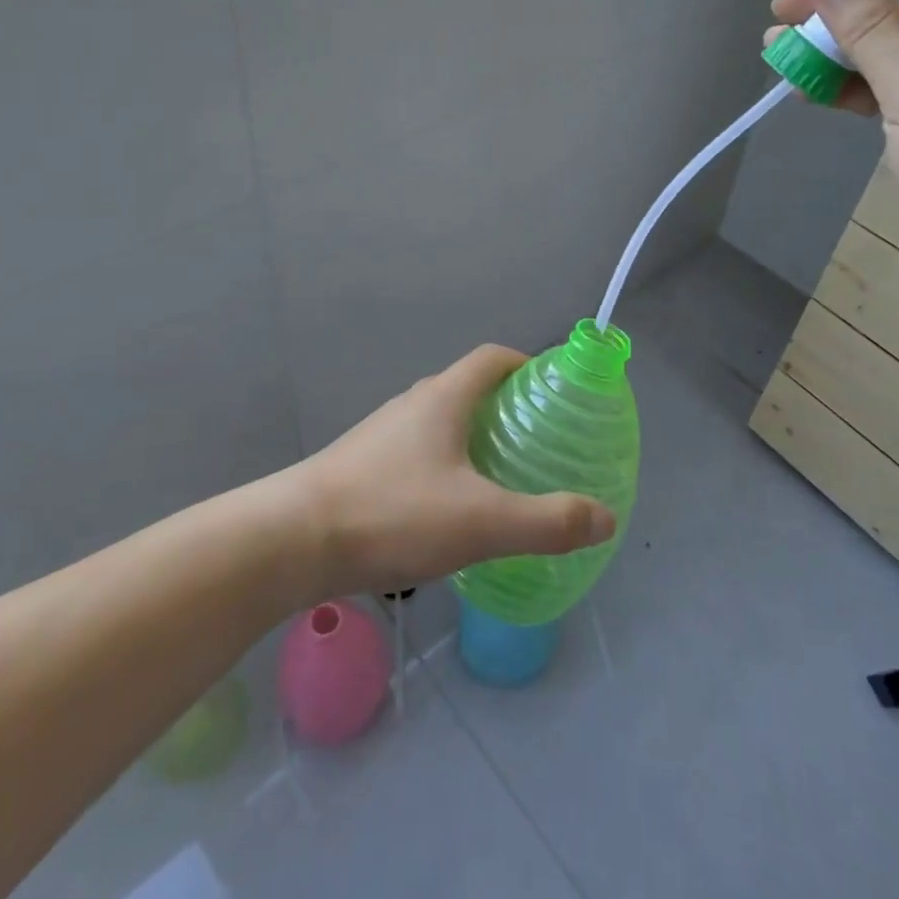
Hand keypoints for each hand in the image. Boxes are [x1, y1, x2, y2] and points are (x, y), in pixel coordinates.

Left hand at [286, 346, 617, 601]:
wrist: (293, 539)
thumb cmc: (393, 512)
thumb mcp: (482, 521)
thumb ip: (547, 521)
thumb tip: (605, 517)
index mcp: (443, 398)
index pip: (492, 358)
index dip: (527, 365)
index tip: (555, 393)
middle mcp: (412, 404)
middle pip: (468, 389)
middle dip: (507, 409)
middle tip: (539, 445)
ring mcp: (383, 435)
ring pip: (441, 424)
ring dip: (474, 440)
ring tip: (502, 480)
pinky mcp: (363, 466)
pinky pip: (418, 453)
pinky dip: (446, 467)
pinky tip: (451, 513)